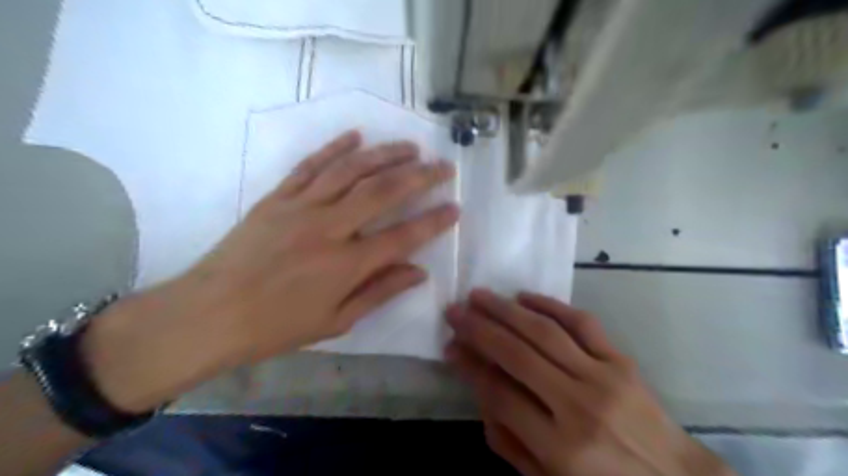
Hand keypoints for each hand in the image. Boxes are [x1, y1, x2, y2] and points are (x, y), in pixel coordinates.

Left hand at [81, 131, 461, 411]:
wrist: (209, 314)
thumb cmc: (276, 326)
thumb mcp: (335, 322)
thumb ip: (379, 292)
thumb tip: (418, 272)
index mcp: (345, 265)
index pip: (403, 237)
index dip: (433, 221)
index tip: (454, 208)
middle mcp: (328, 228)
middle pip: (382, 192)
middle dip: (419, 176)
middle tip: (443, 166)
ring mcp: (300, 207)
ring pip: (350, 170)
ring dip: (384, 154)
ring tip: (410, 147)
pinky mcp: (276, 197)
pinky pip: (310, 165)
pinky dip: (334, 148)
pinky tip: (355, 137)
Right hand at [446, 290, 732, 474]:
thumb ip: (508, 442)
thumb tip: (480, 390)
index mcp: (559, 448)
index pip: (499, 393)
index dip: (470, 366)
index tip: (450, 347)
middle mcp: (578, 405)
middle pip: (516, 355)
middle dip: (479, 329)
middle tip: (454, 311)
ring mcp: (603, 377)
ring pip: (544, 332)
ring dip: (506, 310)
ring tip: (479, 295)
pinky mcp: (621, 361)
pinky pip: (582, 323)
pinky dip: (550, 305)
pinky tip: (524, 296)